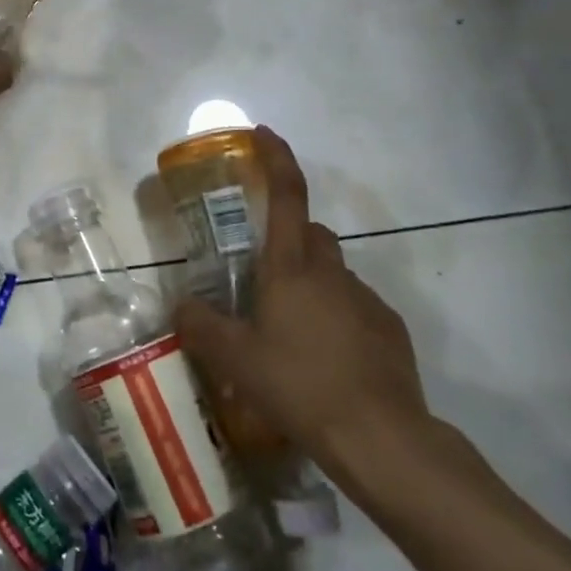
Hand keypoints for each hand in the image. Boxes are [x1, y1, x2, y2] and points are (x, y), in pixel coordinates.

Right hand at [175, 127, 433, 495]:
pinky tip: (324, 360)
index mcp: (291, 268)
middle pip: (312, 234)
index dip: (276, 158)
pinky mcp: (389, 330)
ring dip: (311, 286)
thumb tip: (181, 305)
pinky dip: (336, 318)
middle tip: (263, 279)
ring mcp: (365, 300)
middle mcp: (331, 272)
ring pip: (333, 274)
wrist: (381, 438)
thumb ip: (200, 325)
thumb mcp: (234, 359)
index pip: (287, 196)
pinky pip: (354, 308)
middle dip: (290, 241)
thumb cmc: (299, 385)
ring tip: (289, 333)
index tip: (263, 133)